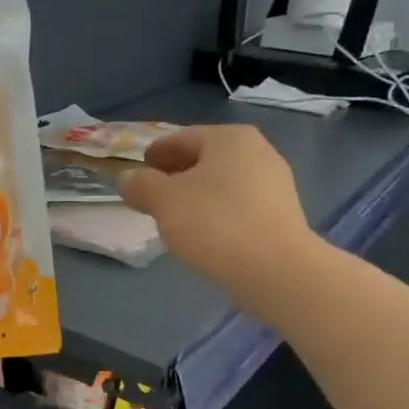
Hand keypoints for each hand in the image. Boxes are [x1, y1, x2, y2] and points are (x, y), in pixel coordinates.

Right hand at [119, 126, 318, 319]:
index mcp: (229, 138)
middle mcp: (258, 152)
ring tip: (173, 216)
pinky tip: (202, 233)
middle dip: (176, 174)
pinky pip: (237, 205)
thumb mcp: (163, 200)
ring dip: (195, 194)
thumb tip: (128, 179)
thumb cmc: (214, 223)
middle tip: (151, 193)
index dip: (156, 153)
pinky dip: (215, 212)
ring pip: (221, 183)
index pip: (182, 138)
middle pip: (205, 159)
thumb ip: (140, 184)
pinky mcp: (281, 216)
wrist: (274, 270)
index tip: (139, 169)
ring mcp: (274, 184)